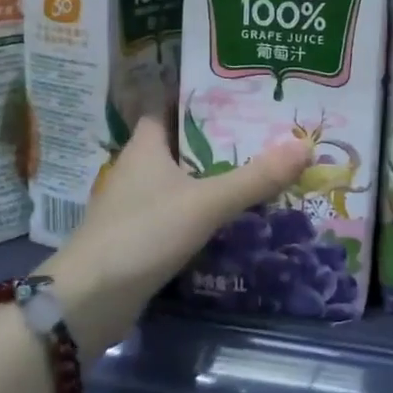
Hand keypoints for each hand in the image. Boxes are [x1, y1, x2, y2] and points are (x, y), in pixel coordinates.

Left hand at [39, 115, 309, 345]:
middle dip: (217, 137)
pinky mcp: (138, 237)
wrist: (89, 300)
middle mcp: (137, 168)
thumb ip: (254, 177)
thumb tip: (304, 144)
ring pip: (179, 179)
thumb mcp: (205, 202)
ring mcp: (134, 205)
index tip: (238, 92)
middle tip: (262, 130)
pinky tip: (231, 215)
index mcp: (145, 146)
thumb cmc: (143, 233)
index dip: (199, 96)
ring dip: (211, 175)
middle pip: (180, 142)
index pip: (169, 105)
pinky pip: (177, 212)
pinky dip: (201, 209)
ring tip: (257, 168)